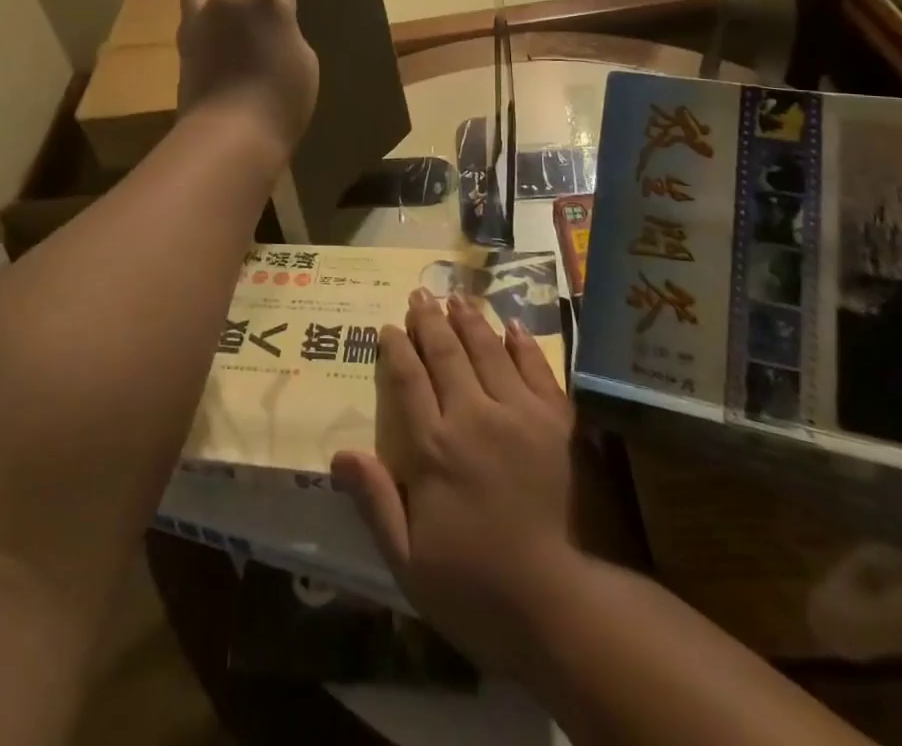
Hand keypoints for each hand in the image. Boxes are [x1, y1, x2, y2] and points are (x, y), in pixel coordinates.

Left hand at [176, 0, 318, 154]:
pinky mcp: (183, 38)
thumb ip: (287, 31)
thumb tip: (272, 27)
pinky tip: (211, 38)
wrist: (230, 133)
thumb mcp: (305, 61)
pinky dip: (202, 18)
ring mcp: (202, 16)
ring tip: (226, 21)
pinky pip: (191, 12)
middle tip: (258, 18)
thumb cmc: (282, 100)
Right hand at [331, 290, 579, 675]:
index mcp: (434, 448)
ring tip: (456, 296)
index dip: (396, 349)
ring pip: (488, 350)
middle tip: (419, 295)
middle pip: (446, 354)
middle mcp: (473, 416)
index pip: (408, 381)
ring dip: (469, 320)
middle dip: (429, 321)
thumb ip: (375, 502)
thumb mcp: (408, 562)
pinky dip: (522, 343)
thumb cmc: (475, 588)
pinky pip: (536, 368)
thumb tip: (339, 455)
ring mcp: (519, 414)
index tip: (388, 327)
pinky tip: (511, 325)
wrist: (562, 606)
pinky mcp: (557, 421)